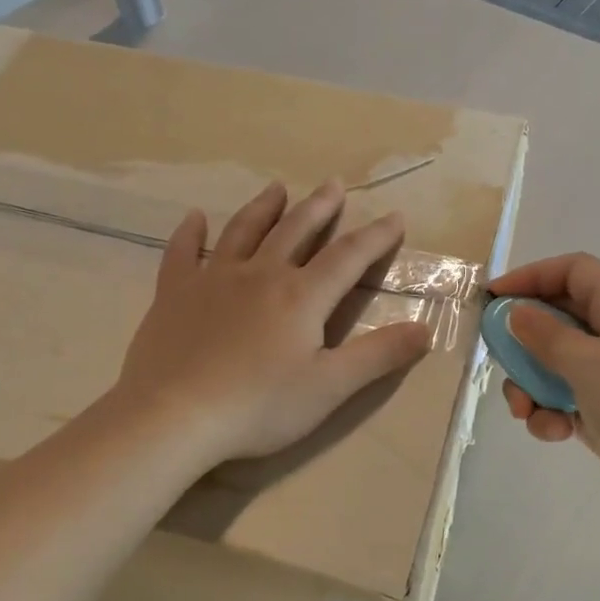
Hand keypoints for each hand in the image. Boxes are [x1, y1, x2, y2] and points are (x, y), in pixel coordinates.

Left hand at [111, 180, 432, 466]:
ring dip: (264, 208)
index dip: (375, 237)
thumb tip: (425, 329)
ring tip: (277, 187)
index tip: (394, 217)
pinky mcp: (174, 293)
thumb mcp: (330, 388)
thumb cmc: (259, 406)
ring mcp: (213, 279)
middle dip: (319, 208)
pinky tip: (194, 218)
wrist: (174, 415)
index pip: (348, 257)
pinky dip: (189, 233)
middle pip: (296, 231)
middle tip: (333, 185)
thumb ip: (378, 355)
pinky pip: (182, 253)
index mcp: (302, 297)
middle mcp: (261, 275)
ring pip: (243, 231)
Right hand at [489, 254, 599, 516]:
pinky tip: (555, 431)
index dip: (530, 277)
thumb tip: (515, 314)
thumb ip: (544, 335)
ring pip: (554, 359)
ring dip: (532, 384)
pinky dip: (551, 410)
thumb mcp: (588, 364)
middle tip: (499, 361)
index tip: (493, 298)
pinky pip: (564, 393)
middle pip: (558, 316)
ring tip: (526, 411)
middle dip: (525, 342)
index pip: (572, 271)